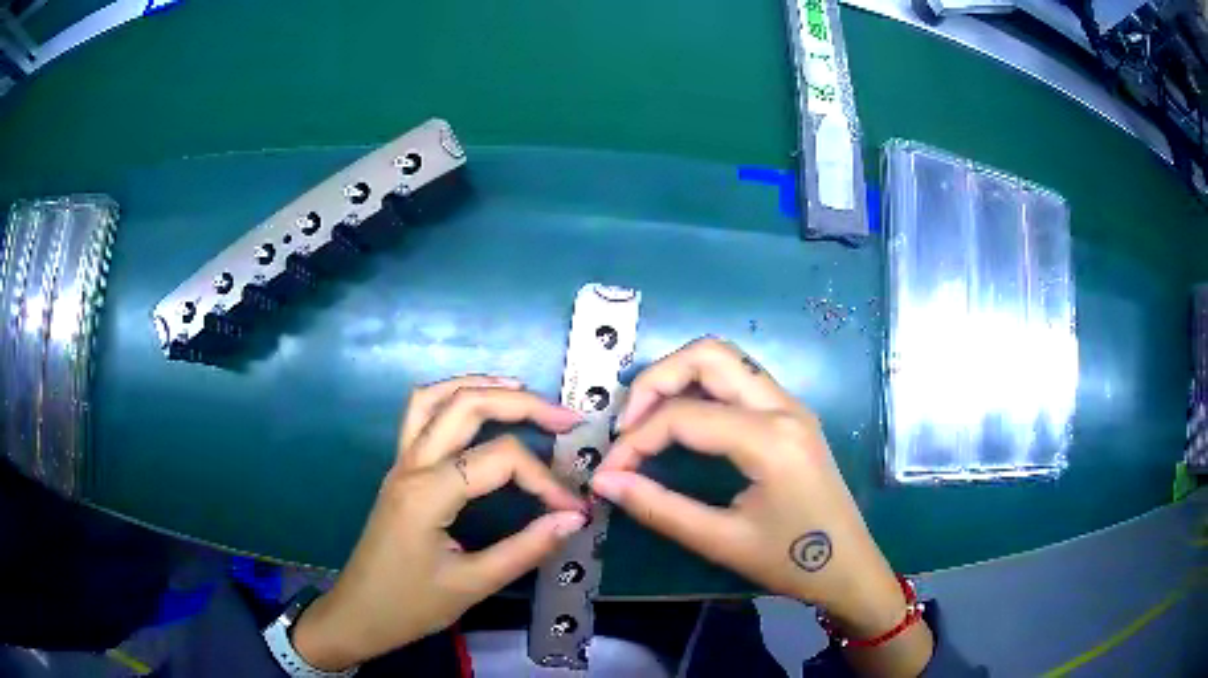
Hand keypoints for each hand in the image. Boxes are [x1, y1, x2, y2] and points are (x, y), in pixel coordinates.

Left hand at [292, 376, 588, 670]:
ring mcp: (401, 463)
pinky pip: (421, 415)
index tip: (573, 510)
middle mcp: (412, 464)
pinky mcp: (400, 471)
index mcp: (429, 492)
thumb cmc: (411, 605)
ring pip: (436, 397)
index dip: (546, 480)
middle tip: (566, 419)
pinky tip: (476, 411)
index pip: (500, 459)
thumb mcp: (473, 585)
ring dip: (480, 386)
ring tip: (523, 392)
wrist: (358, 614)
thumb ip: (526, 549)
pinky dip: (452, 399)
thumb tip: (574, 519)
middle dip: (522, 404)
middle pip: (467, 406)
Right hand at [593, 338, 931, 674]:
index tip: (609, 473)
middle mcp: (783, 406)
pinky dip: (701, 389)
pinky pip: (739, 380)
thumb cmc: (791, 560)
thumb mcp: (721, 541)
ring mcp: (791, 405)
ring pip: (725, 359)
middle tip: (627, 425)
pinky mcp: (791, 415)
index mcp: (770, 439)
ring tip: (647, 422)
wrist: (849, 568)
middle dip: (655, 380)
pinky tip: (684, 425)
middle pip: (708, 355)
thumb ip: (659, 508)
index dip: (634, 441)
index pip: (684, 416)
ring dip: (678, 378)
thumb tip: (604, 483)